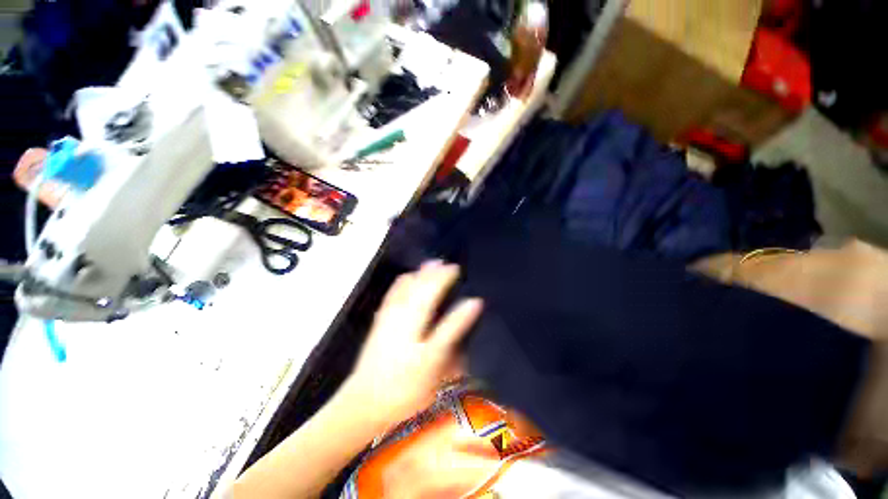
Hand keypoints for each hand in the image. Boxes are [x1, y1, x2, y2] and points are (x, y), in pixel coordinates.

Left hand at [342, 261, 482, 426]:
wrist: (365, 402)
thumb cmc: (406, 387)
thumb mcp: (435, 361)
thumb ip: (453, 329)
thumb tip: (473, 304)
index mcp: (416, 321)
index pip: (435, 292)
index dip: (447, 279)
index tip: (458, 270)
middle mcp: (402, 312)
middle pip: (420, 285)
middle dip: (434, 272)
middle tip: (447, 265)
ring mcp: (388, 315)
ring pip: (405, 285)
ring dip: (420, 273)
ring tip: (431, 264)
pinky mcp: (379, 320)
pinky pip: (392, 292)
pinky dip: (403, 281)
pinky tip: (407, 277)